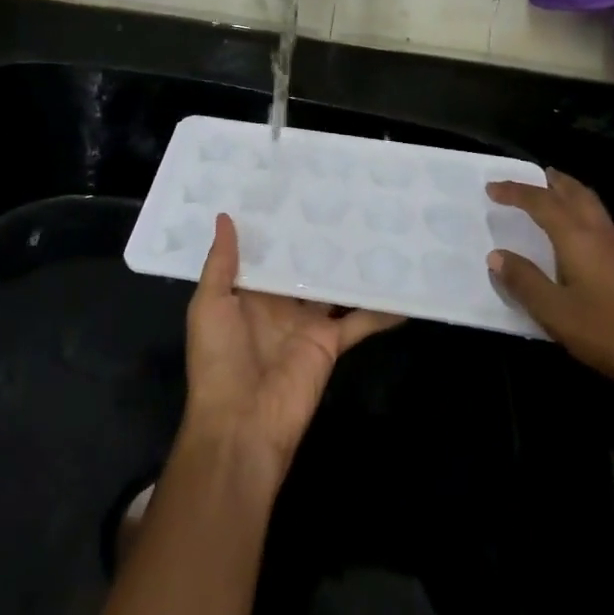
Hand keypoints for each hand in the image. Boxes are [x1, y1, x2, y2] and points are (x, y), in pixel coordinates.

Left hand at [181, 214, 400, 485]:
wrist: (241, 424)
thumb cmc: (218, 360)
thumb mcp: (209, 305)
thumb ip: (221, 263)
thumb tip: (225, 216)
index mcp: (247, 292)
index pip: (265, 252)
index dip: (276, 225)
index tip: (293, 189)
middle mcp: (279, 303)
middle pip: (302, 265)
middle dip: (317, 238)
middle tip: (341, 198)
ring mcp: (306, 322)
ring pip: (333, 287)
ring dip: (350, 266)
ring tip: (374, 229)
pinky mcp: (330, 342)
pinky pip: (359, 322)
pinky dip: (381, 311)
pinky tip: (404, 292)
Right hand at [486, 169, 613, 398]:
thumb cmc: (607, 332)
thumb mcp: (554, 311)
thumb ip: (524, 281)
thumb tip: (496, 255)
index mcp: (577, 236)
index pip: (541, 202)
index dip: (515, 192)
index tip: (491, 188)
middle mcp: (600, 232)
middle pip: (575, 193)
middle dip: (552, 181)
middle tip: (532, 175)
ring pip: (592, 205)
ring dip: (570, 194)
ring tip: (553, 196)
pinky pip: (600, 221)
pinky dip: (582, 212)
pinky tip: (578, 235)